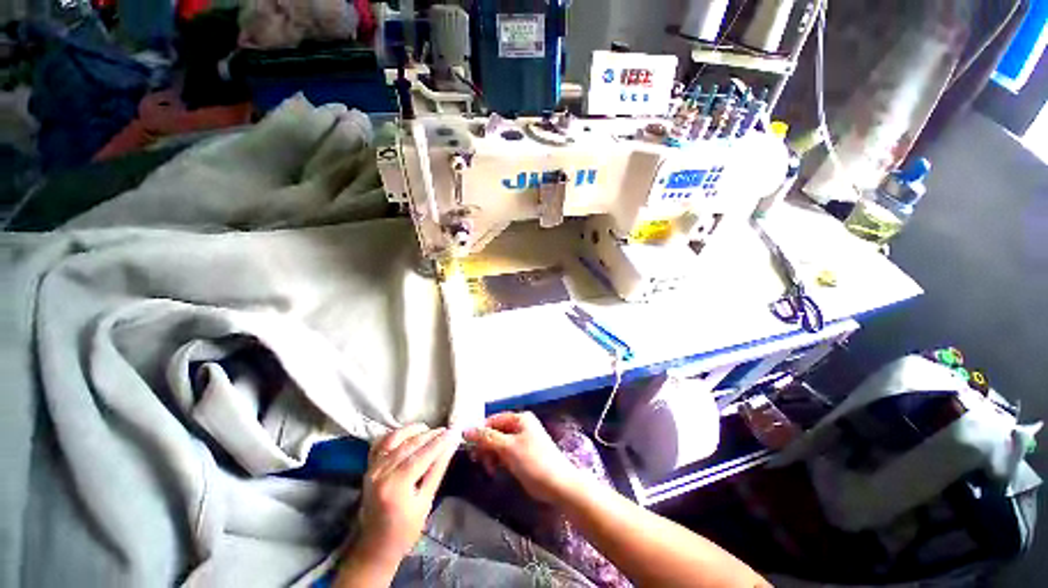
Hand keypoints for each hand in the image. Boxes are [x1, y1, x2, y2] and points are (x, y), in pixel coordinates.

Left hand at [353, 424, 458, 567]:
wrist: (375, 546)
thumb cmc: (405, 530)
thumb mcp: (426, 501)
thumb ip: (438, 469)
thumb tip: (451, 444)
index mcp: (396, 485)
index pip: (422, 455)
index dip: (440, 441)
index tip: (455, 431)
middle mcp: (381, 472)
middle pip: (410, 444)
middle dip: (431, 435)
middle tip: (447, 430)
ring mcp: (372, 468)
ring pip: (396, 439)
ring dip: (415, 431)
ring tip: (431, 431)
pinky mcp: (368, 467)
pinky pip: (382, 442)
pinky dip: (397, 434)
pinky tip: (409, 434)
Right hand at [464, 412, 584, 502]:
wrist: (559, 485)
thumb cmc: (534, 462)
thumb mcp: (508, 447)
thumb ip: (487, 437)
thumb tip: (466, 429)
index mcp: (520, 418)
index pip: (493, 420)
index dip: (480, 432)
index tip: (470, 448)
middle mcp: (521, 426)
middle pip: (495, 432)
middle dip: (486, 446)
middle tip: (479, 461)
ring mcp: (523, 440)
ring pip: (498, 444)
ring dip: (491, 455)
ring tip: (490, 469)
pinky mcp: (523, 455)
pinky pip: (505, 453)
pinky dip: (498, 461)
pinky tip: (496, 471)